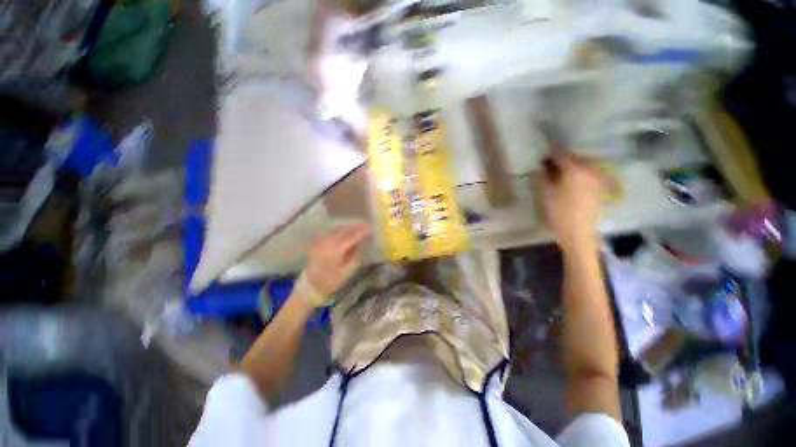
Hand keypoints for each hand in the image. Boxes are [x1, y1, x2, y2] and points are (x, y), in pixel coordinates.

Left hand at [302, 224, 370, 306]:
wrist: (310, 287)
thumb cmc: (331, 281)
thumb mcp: (346, 272)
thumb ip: (354, 257)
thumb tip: (361, 244)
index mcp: (336, 250)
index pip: (351, 237)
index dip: (361, 232)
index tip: (370, 228)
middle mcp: (327, 243)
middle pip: (343, 231)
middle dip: (354, 228)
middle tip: (364, 226)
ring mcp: (321, 242)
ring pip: (336, 230)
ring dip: (347, 228)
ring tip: (356, 228)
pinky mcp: (317, 244)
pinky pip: (329, 233)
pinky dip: (338, 231)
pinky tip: (344, 232)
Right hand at [539, 155, 605, 253]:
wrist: (578, 232)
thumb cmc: (558, 213)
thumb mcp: (545, 194)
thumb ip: (541, 177)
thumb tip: (540, 167)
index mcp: (574, 170)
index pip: (561, 155)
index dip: (550, 152)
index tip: (542, 153)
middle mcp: (589, 170)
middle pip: (574, 158)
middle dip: (561, 158)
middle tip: (548, 164)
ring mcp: (597, 178)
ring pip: (583, 165)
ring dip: (571, 165)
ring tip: (559, 171)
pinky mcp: (599, 187)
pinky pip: (589, 173)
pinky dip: (579, 172)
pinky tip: (571, 179)